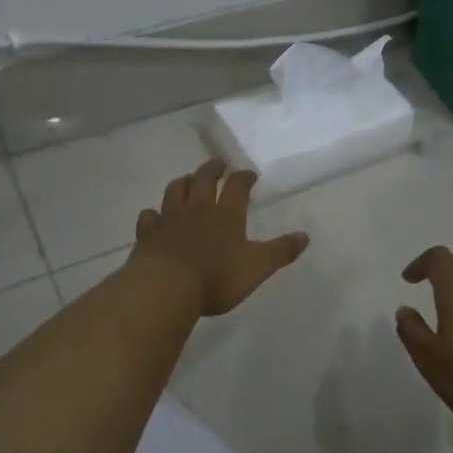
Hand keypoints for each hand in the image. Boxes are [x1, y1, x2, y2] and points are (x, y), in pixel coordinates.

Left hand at [129, 160, 310, 316]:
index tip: (249, 173)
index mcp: (226, 215)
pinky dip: (152, 213)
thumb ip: (280, 251)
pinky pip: (149, 217)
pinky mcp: (148, 235)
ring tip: (188, 179)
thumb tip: (304, 236)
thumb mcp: (257, 267)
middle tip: (218, 163)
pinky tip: (154, 215)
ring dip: (183, 182)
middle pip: (203, 179)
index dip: (244, 177)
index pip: (237, 186)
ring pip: (175, 191)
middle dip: (212, 168)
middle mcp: (197, 210)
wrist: (166, 288)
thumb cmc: (216, 278)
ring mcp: (169, 220)